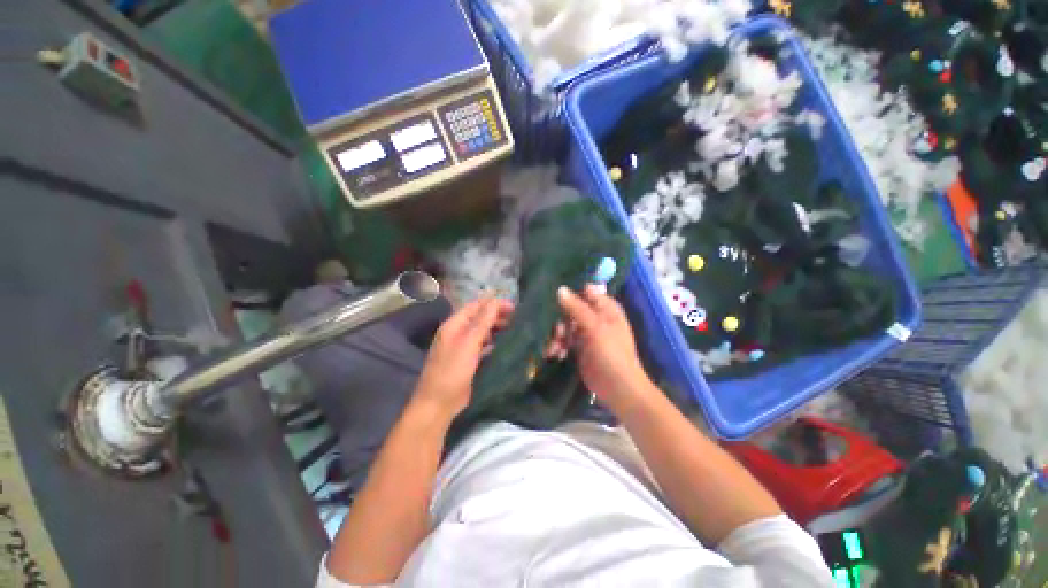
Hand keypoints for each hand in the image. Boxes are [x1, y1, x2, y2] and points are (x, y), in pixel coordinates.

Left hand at [411, 296, 513, 420]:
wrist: (439, 404)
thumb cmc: (452, 371)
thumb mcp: (469, 343)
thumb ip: (482, 321)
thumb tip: (495, 300)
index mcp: (454, 324)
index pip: (476, 306)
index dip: (494, 304)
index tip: (514, 306)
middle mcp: (458, 332)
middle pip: (480, 318)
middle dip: (498, 315)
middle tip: (518, 318)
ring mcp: (463, 346)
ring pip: (483, 331)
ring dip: (497, 328)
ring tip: (516, 328)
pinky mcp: (469, 360)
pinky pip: (483, 345)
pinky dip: (494, 342)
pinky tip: (506, 343)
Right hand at [556, 285, 655, 410]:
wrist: (618, 388)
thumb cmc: (612, 354)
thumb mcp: (595, 327)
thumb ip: (577, 308)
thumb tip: (560, 289)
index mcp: (605, 308)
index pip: (585, 291)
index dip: (570, 293)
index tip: (552, 297)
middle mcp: (595, 317)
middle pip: (571, 309)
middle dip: (560, 319)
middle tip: (558, 332)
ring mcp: (586, 332)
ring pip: (565, 325)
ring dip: (557, 335)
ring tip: (554, 348)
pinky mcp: (578, 347)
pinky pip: (564, 340)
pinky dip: (558, 345)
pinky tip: (555, 354)